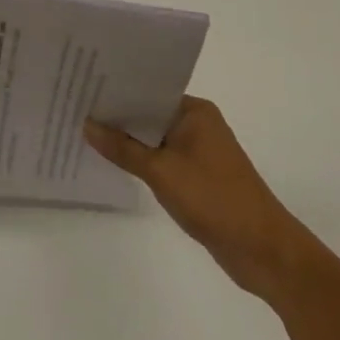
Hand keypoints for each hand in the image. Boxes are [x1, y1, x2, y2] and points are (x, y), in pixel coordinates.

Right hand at [85, 96, 315, 302]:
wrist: (265, 253)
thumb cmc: (215, 200)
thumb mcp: (161, 172)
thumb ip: (122, 148)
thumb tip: (87, 124)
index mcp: (195, 112)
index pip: (147, 90)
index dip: (115, 90)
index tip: (81, 86)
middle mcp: (197, 124)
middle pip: (147, 113)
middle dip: (115, 115)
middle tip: (73, 107)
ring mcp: (198, 151)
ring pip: (152, 138)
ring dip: (126, 140)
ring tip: (83, 131)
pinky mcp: (196, 176)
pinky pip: (159, 159)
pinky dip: (139, 160)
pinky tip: (111, 161)